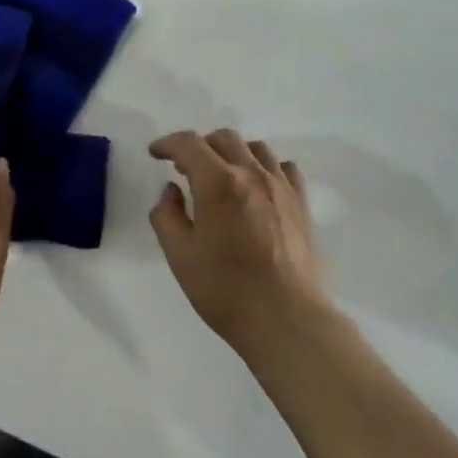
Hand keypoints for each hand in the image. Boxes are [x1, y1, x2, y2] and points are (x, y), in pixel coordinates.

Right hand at [148, 130, 342, 359]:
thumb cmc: (225, 290)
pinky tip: (257, 186)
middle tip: (185, 168)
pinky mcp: (301, 203)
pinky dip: (264, 167)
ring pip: (255, 148)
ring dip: (232, 152)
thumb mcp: (180, 256)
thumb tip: (171, 191)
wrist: (286, 318)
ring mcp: (281, 187)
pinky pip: (283, 167)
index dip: (168, 144)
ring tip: (221, 175)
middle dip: (199, 146)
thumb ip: (167, 216)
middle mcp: (252, 174)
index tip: (156, 154)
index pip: (189, 144)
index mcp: (218, 183)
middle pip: (223, 138)